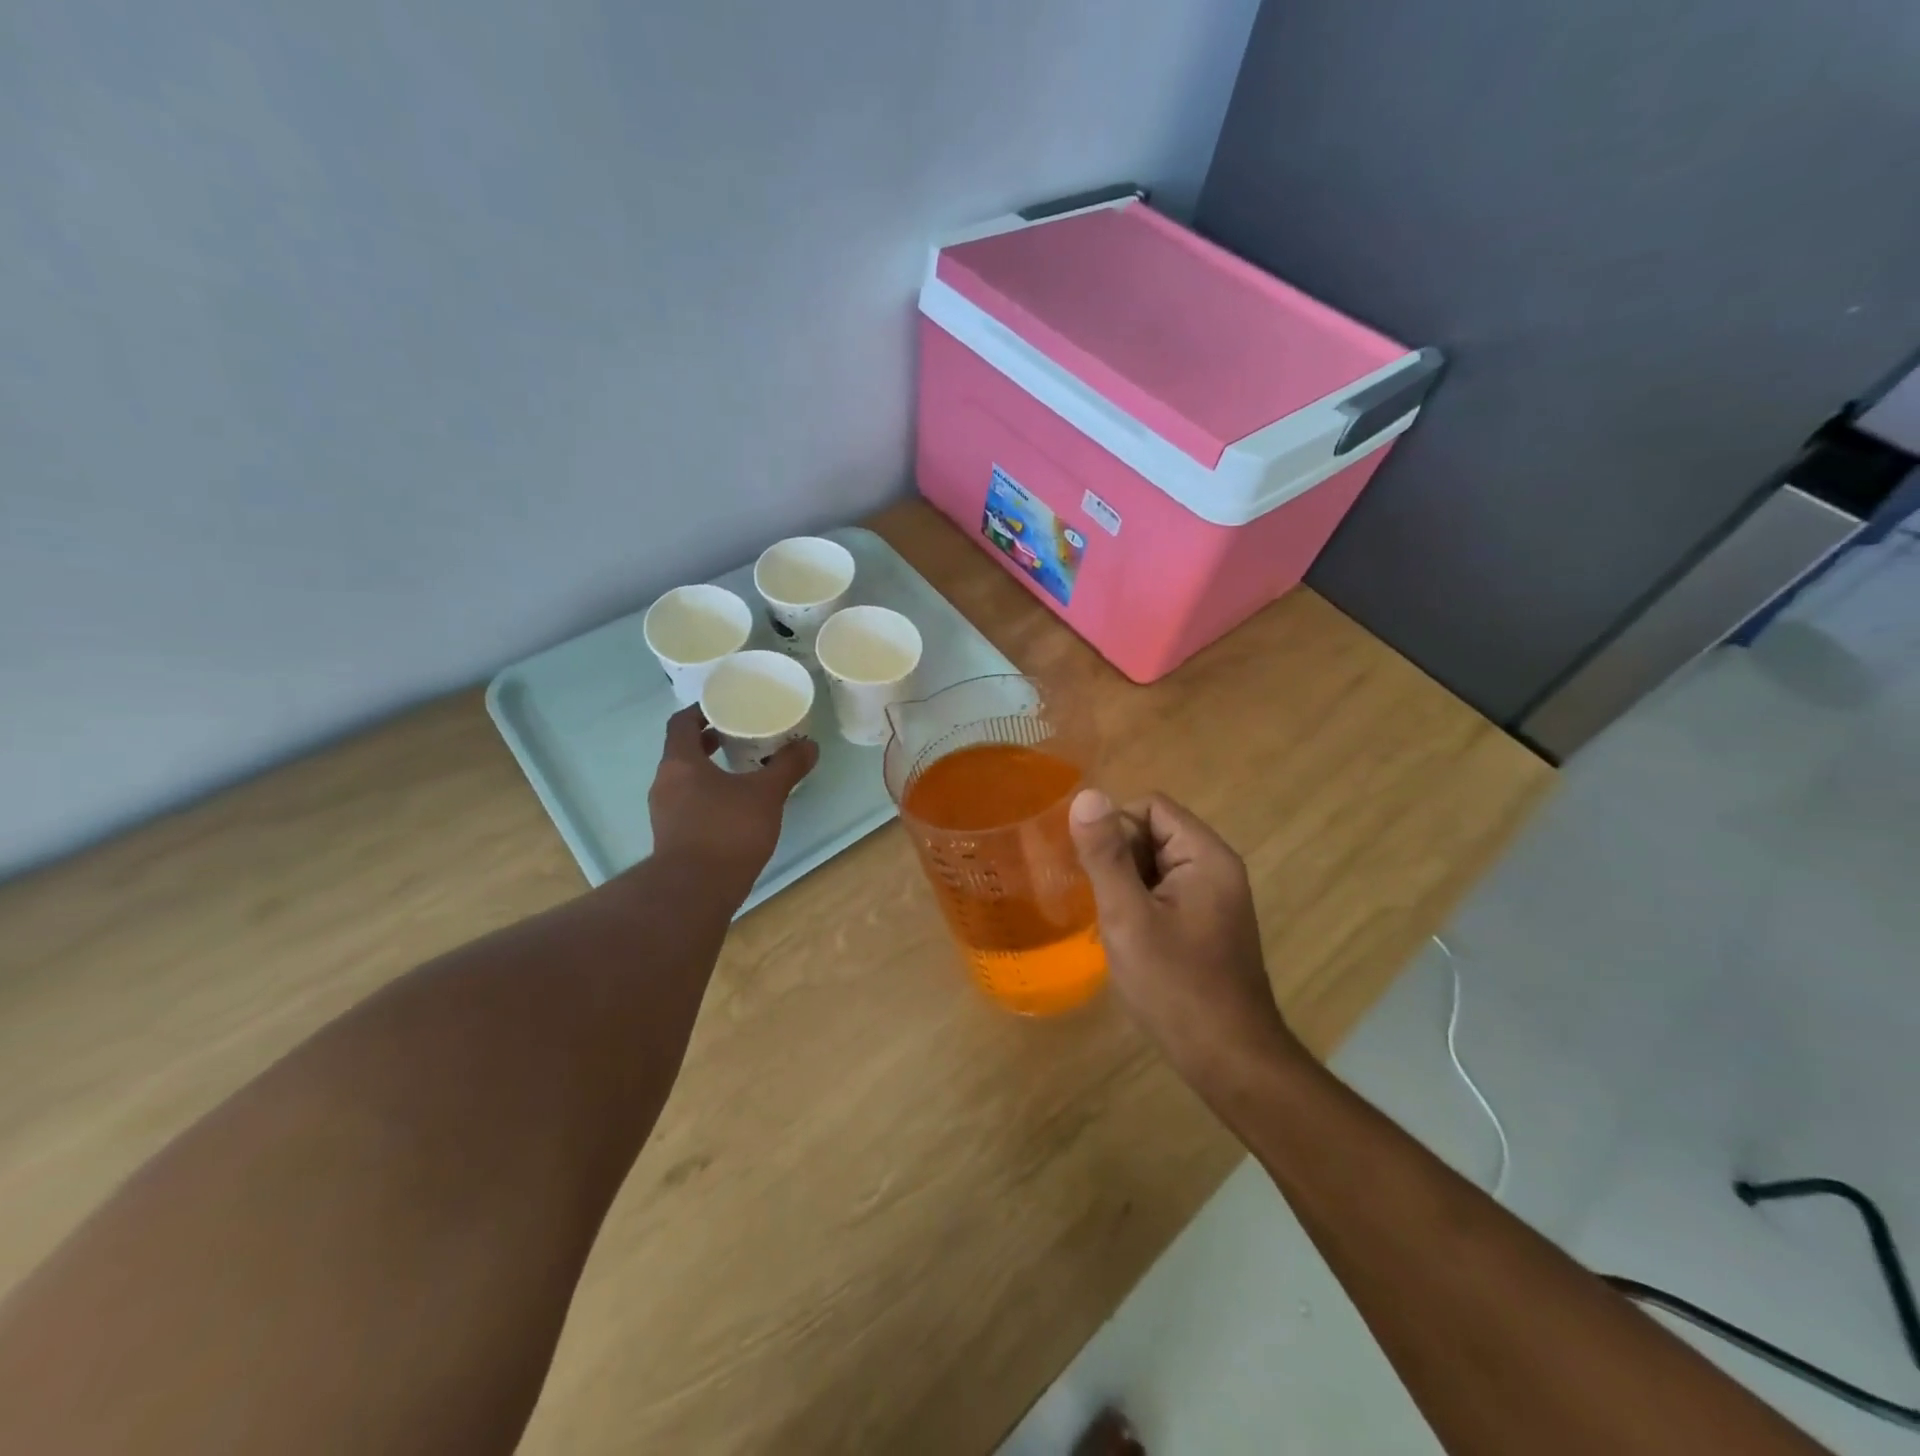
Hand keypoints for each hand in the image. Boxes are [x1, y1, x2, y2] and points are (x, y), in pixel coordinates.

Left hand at [647, 706, 817, 902]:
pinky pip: (688, 803)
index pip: (682, 723)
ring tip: (742, 771)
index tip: (725, 708)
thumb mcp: (766, 794)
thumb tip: (809, 746)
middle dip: (709, 741)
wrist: (695, 891)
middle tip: (740, 736)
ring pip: (685, 779)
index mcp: (680, 762)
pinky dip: (708, 795)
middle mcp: (665, 782)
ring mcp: (664, 812)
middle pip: (682, 750)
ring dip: (709, 770)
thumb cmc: (727, 831)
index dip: (701, 711)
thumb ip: (787, 767)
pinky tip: (735, 807)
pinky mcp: (671, 836)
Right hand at [1068, 790, 1303, 1096]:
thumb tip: (1086, 795)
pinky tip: (1128, 939)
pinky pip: (1164, 893)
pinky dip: (1139, 906)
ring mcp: (1213, 898)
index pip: (1150, 807)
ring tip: (1112, 924)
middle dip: (1119, 860)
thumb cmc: (1176, 986)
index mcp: (1205, 856)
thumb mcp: (1128, 917)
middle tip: (1103, 904)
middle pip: (1153, 833)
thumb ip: (1105, 855)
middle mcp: (1216, 868)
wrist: (1229, 1060)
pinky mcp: (1206, 924)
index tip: (1095, 871)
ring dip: (1126, 886)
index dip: (1115, 829)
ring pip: (1154, 866)